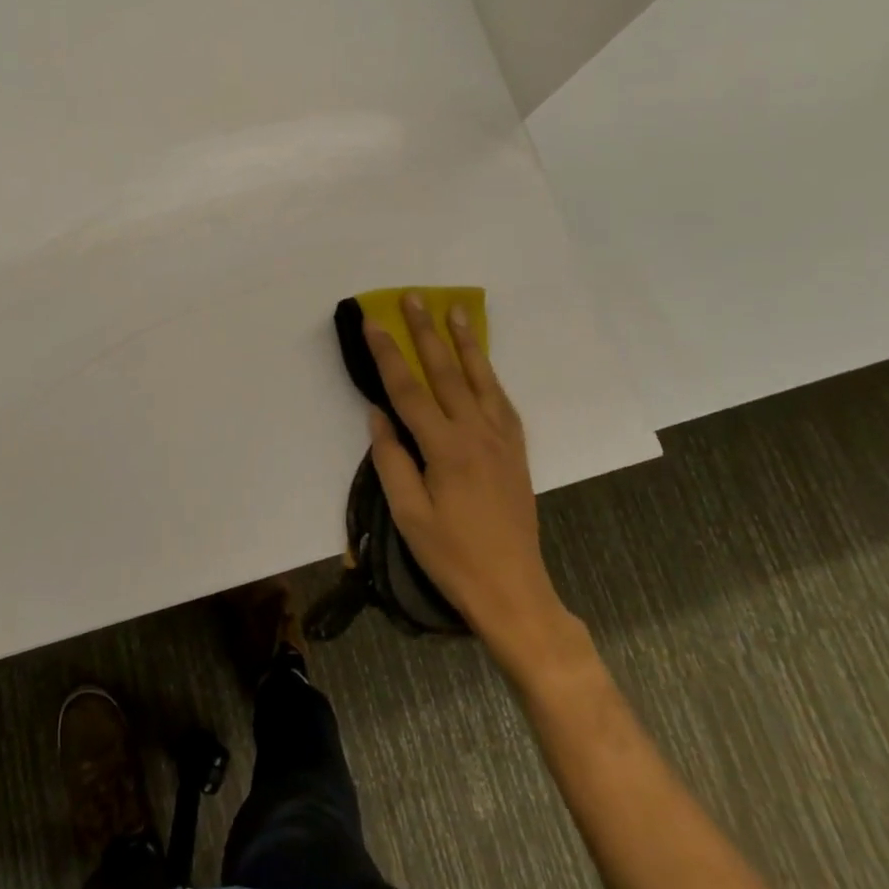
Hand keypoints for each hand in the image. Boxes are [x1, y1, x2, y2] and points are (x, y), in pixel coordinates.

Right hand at [365, 295, 569, 646]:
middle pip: (447, 371)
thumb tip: (378, 414)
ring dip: (466, 341)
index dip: (388, 354)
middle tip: (413, 297)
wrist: (513, 590)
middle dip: (426, 331)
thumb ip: (391, 459)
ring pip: (481, 378)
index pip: (409, 390)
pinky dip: (489, 374)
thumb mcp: (408, 514)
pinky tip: (482, 362)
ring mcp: (501, 440)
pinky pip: (501, 401)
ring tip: (455, 310)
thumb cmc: (451, 556)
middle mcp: (476, 434)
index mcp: (445, 449)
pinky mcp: (516, 451)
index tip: (372, 323)